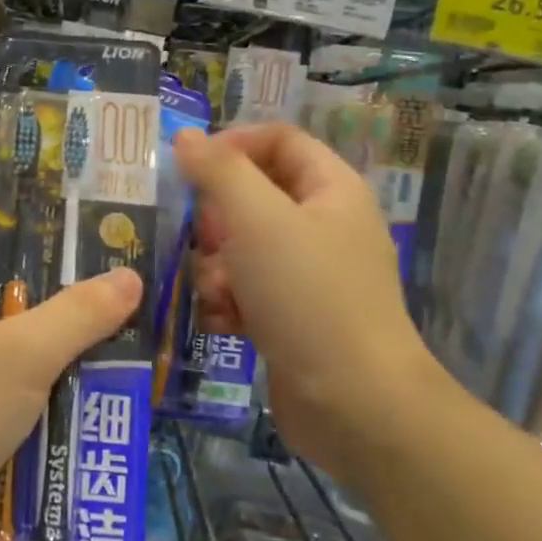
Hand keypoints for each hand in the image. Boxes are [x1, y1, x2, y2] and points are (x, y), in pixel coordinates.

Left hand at [0, 198, 142, 540]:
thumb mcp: (21, 356)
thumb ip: (78, 315)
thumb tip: (129, 277)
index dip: (28, 209)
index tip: (83, 214)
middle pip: (1, 279)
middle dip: (57, 282)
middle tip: (117, 279)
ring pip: (5, 336)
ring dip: (52, 339)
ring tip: (116, 332)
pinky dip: (33, 384)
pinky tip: (81, 391)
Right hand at [174, 124, 431, 462]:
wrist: (354, 403)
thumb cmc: (307, 295)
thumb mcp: (257, 219)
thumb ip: (218, 171)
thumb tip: (186, 137)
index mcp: (330, 189)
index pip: (277, 139)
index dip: (232, 144)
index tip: (188, 168)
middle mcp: (323, 226)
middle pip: (253, 196)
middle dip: (217, 219)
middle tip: (201, 240)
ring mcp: (309, 275)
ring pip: (242, 248)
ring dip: (216, 267)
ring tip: (215, 293)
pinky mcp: (292, 317)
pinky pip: (247, 291)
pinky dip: (228, 302)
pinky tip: (221, 323)